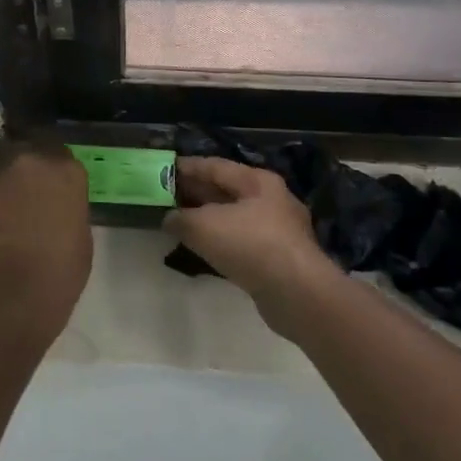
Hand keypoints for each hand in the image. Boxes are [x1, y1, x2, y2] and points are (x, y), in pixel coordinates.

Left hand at [0, 138, 92, 336]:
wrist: (12, 290)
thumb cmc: (59, 272)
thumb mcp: (80, 236)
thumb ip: (67, 208)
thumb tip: (55, 206)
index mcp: (68, 169)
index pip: (60, 151)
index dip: (53, 165)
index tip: (50, 181)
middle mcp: (34, 157)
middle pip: (27, 143)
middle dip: (25, 158)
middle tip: (23, 182)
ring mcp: (0, 169)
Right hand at [164, 157, 337, 318]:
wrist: (297, 293)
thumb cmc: (249, 245)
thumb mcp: (203, 226)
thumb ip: (180, 218)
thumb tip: (169, 219)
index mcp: (257, 181)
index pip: (215, 166)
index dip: (187, 167)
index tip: (164, 170)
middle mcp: (271, 199)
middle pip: (226, 190)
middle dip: (197, 193)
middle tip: (167, 196)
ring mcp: (279, 230)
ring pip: (235, 217)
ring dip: (208, 218)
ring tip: (181, 222)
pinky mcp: (280, 258)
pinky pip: (243, 241)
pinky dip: (222, 241)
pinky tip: (205, 249)